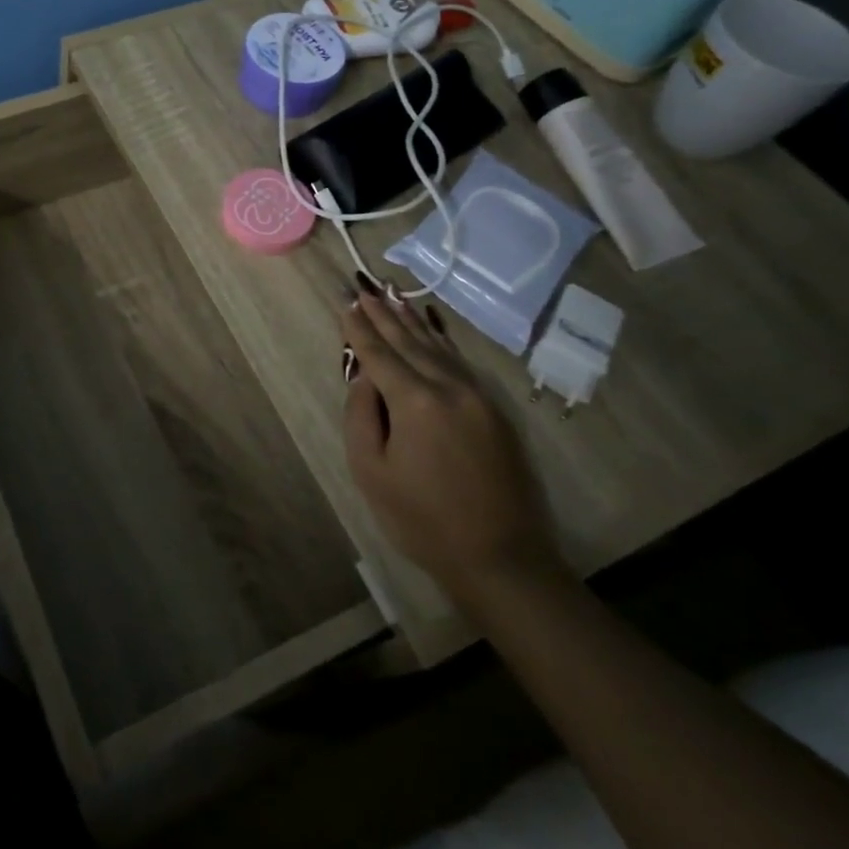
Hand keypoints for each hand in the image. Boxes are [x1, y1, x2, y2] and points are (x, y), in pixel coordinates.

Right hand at [341, 289, 558, 603]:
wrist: (502, 559)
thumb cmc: (423, 519)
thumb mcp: (371, 470)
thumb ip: (361, 415)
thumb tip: (364, 378)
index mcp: (416, 401)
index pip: (379, 353)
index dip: (359, 328)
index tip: (346, 303)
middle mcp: (450, 387)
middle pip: (409, 342)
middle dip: (384, 315)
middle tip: (365, 289)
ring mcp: (479, 397)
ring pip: (439, 348)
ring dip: (412, 322)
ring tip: (393, 298)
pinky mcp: (496, 412)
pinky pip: (460, 363)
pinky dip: (440, 342)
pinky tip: (431, 332)